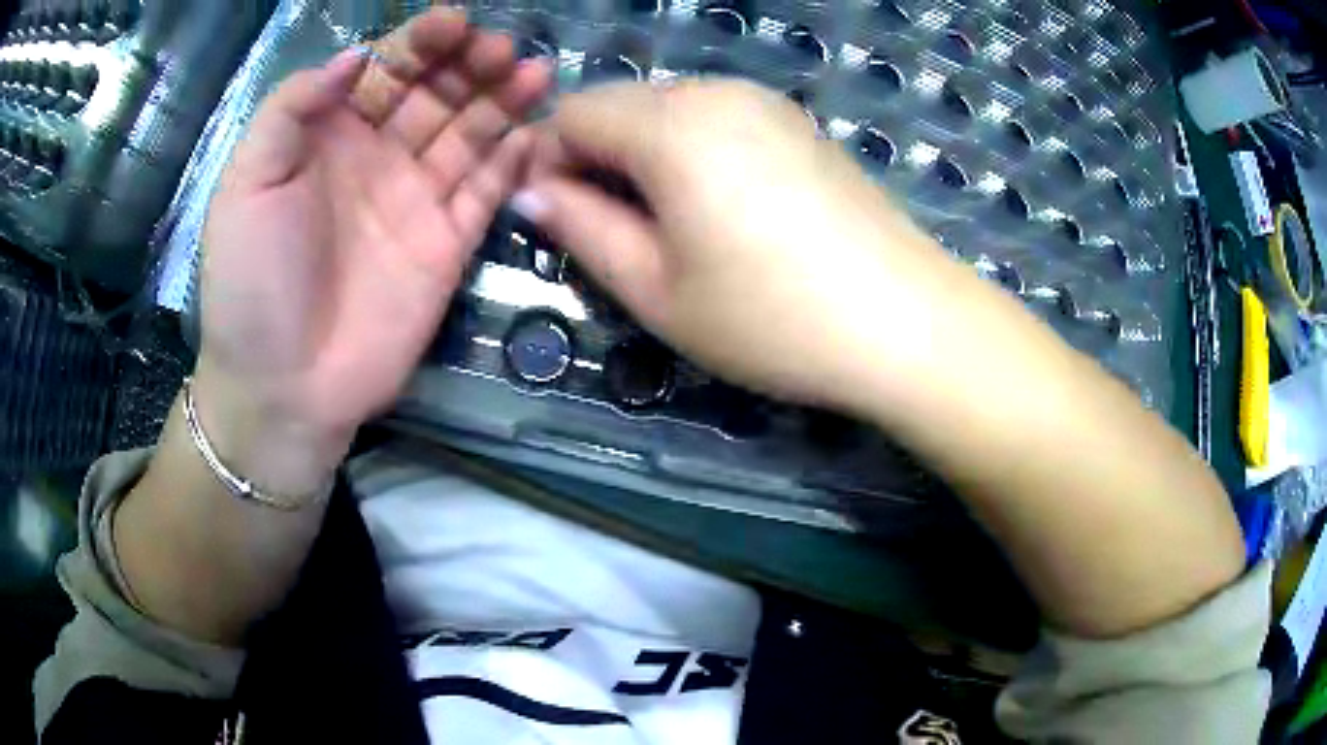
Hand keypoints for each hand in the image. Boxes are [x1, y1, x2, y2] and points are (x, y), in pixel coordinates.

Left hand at [197, 10, 551, 494]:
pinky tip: (535, 132)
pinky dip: (513, 160)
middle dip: (469, 63)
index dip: (419, 41)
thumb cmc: (251, 284)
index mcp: (328, 137)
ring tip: (532, 72)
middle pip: (434, 93)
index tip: (453, 21)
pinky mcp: (448, 244)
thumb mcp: (246, 185)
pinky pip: (487, 190)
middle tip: (499, 48)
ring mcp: (416, 200)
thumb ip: (290, 110)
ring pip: (469, 132)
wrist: (284, 388)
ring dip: (502, 99)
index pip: (384, 70)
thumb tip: (356, 56)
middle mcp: (377, 157)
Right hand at [515, 79, 986, 414]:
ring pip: (669, 108)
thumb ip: (582, 229)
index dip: (549, 161)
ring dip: (645, 155)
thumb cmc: (772, 319)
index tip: (562, 219)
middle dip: (597, 158)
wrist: (906, 322)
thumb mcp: (656, 289)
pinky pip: (717, 118)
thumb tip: (534, 193)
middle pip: (621, 104)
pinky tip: (726, 209)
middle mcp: (717, 91)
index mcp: (671, 125)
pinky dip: (694, 151)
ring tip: (676, 228)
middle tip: (619, 233)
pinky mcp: (799, 123)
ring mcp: (766, 102)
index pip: (572, 112)